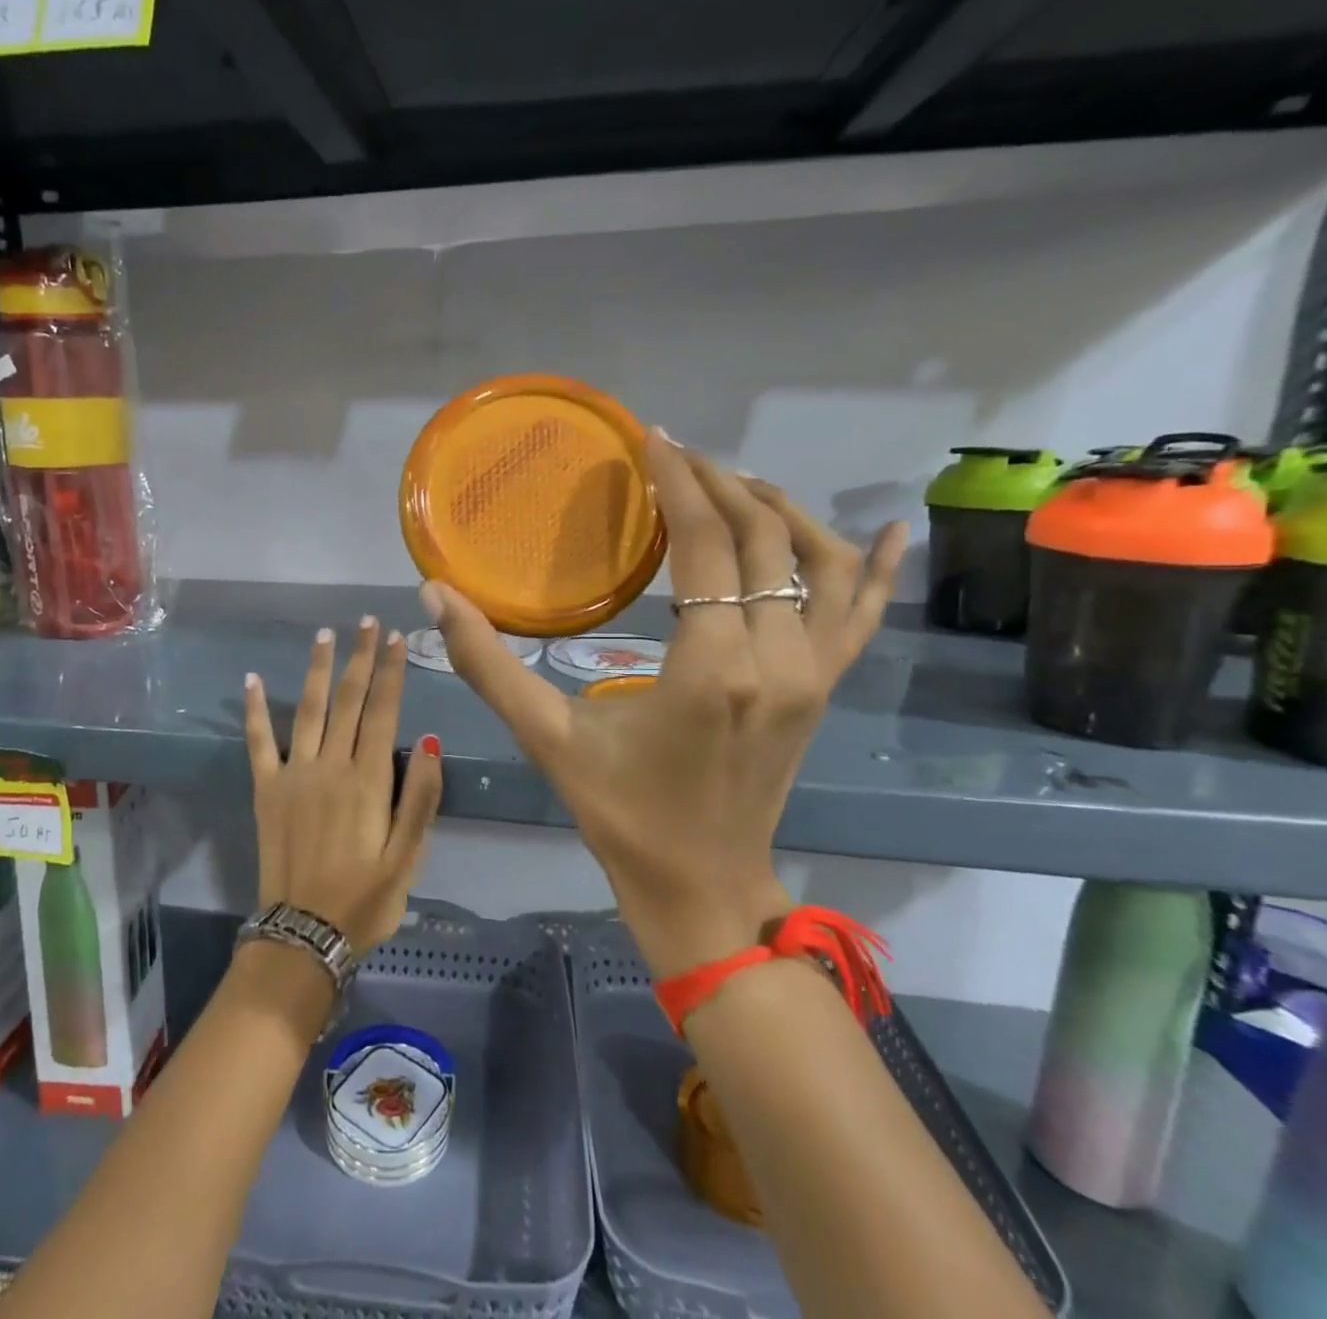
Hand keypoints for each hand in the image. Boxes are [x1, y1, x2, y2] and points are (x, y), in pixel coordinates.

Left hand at [243, 616, 443, 955]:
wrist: (303, 935)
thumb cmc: (366, 900)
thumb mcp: (409, 858)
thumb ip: (422, 798)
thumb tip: (432, 740)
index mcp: (368, 780)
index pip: (384, 711)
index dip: (391, 671)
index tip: (396, 637)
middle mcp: (330, 765)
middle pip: (349, 700)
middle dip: (360, 657)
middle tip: (366, 622)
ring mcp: (294, 774)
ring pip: (309, 709)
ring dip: (318, 669)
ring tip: (324, 635)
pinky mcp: (266, 789)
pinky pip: (258, 742)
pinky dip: (254, 710)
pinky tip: (251, 680)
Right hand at [430, 433, 906, 977]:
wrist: (702, 887)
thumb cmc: (621, 814)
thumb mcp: (547, 739)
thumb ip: (488, 664)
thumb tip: (434, 595)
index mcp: (712, 668)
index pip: (706, 543)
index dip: (678, 482)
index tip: (650, 440)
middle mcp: (779, 659)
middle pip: (763, 538)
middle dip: (719, 483)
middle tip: (674, 455)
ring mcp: (815, 674)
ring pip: (822, 563)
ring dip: (781, 509)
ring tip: (734, 481)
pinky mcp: (826, 689)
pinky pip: (864, 615)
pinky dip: (878, 567)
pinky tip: (892, 528)